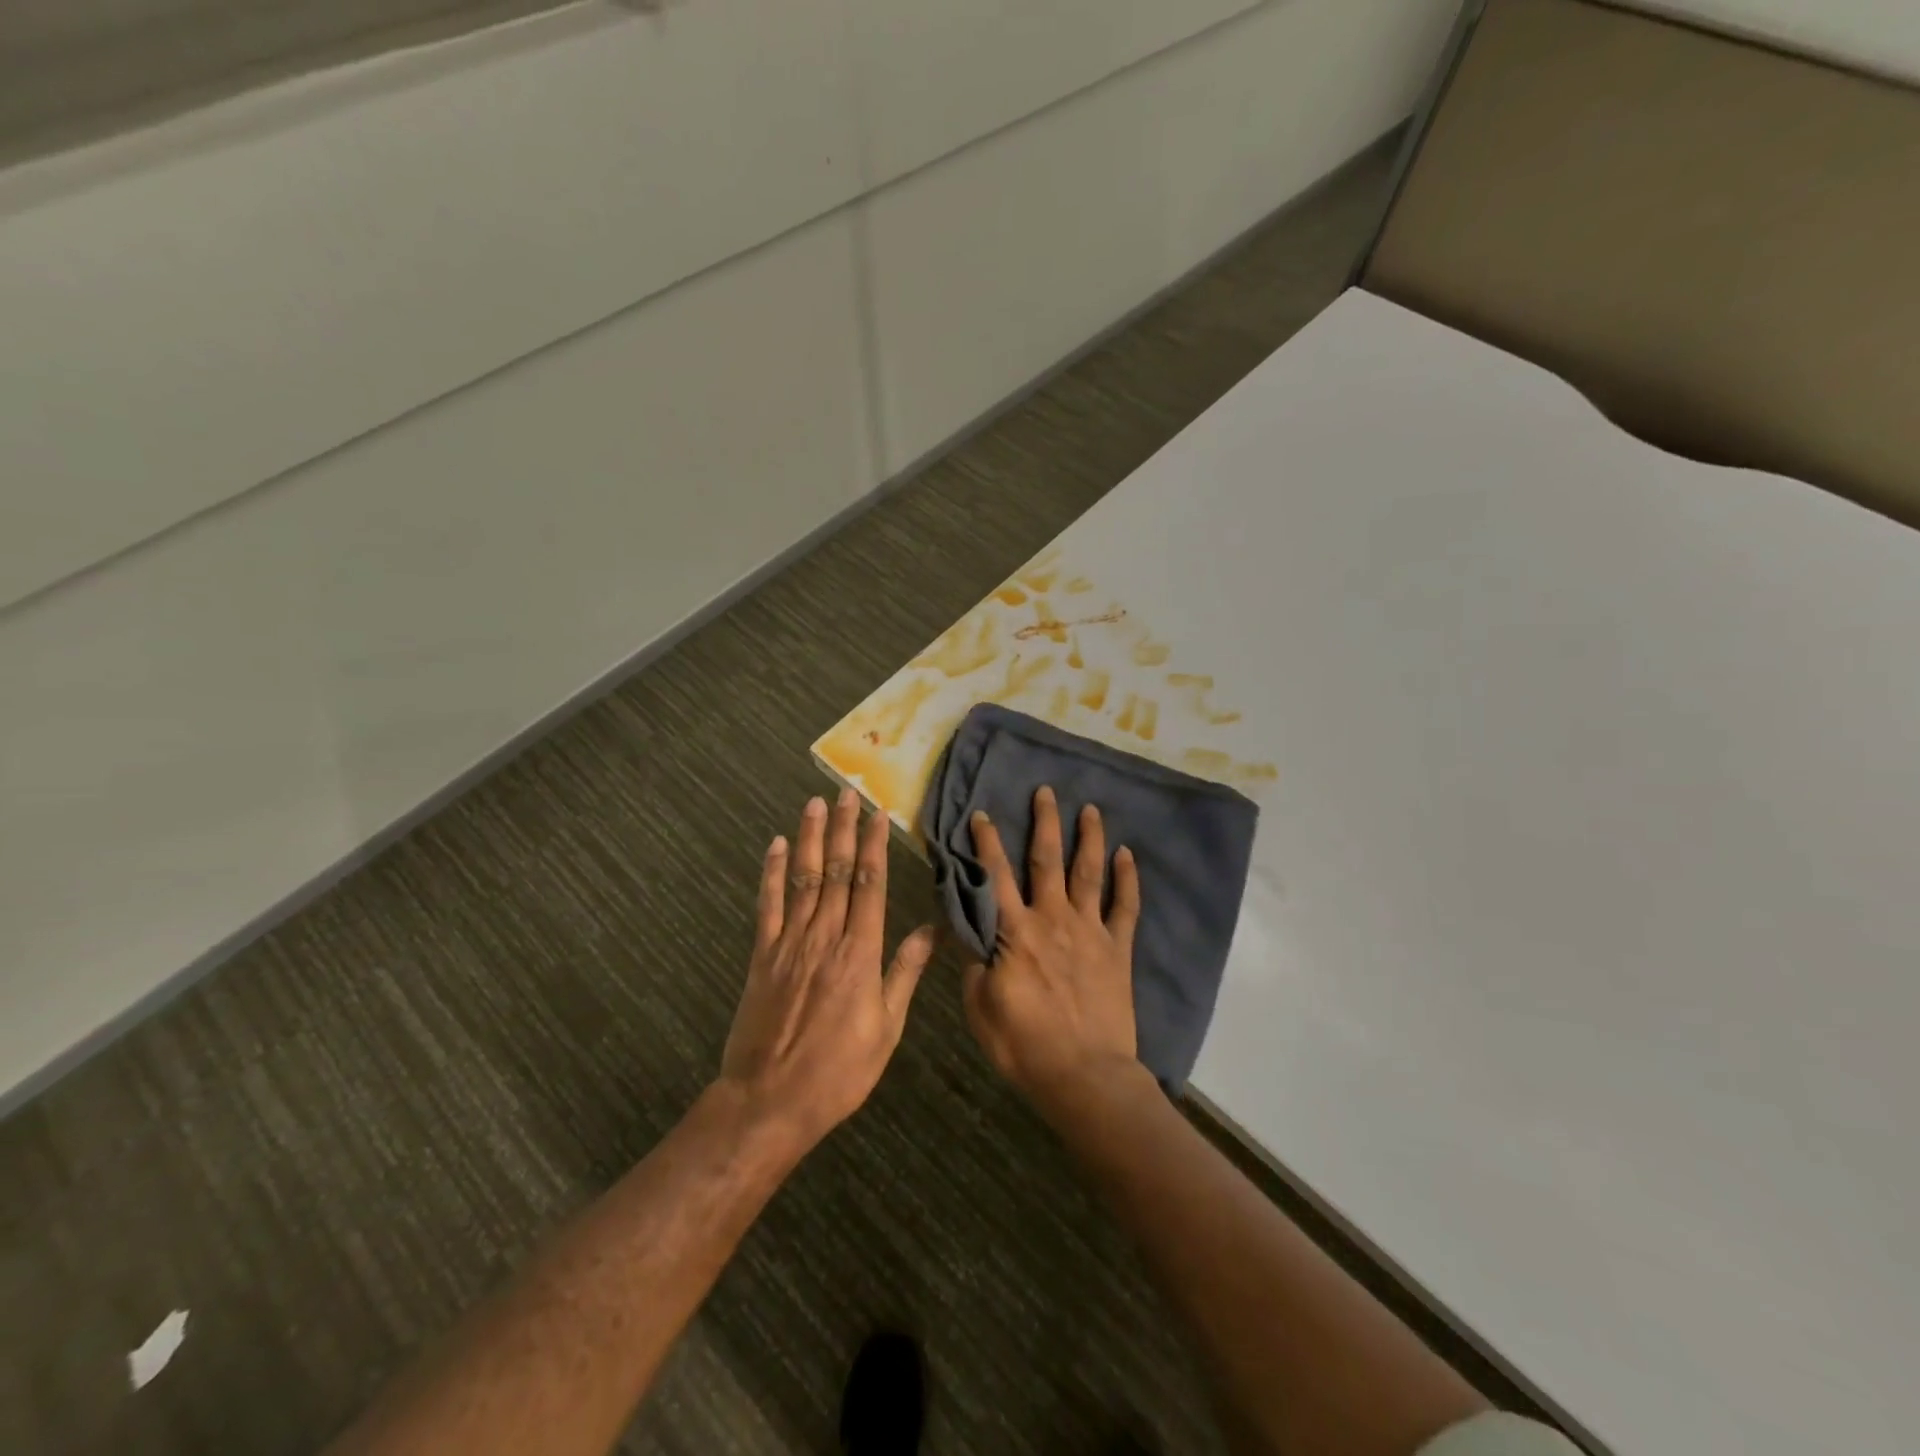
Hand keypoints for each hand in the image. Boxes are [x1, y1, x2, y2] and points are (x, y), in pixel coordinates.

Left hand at [719, 790, 934, 1154]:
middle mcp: (825, 937)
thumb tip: (932, 930)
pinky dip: (772, 873)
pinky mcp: (761, 956)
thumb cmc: (839, 1071)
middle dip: (843, 829)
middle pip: (836, 871)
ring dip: (810, 838)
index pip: (870, 885)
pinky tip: (776, 846)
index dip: (874, 847)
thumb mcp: (886, 1028)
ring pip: (803, 879)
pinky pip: (767, 906)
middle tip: (847, 793)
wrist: (770, 1102)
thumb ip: (905, 973)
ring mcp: (789, 943)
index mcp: (861, 953)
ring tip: (815, 803)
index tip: (878, 815)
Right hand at [962, 785, 1144, 1114]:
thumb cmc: (1024, 1045)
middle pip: (1047, 860)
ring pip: (1089, 873)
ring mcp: (1090, 931)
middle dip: (1044, 823)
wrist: (1085, 1075)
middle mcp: (1053, 919)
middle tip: (1046, 791)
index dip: (986, 843)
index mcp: (1016, 933)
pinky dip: (1128, 879)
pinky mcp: (1118, 949)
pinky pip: (1126, 907)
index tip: (982, 814)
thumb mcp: (980, 1008)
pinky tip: (1128, 855)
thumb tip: (974, 935)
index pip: (995, 877)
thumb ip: (976, 965)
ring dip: (1089, 838)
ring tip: (1090, 809)